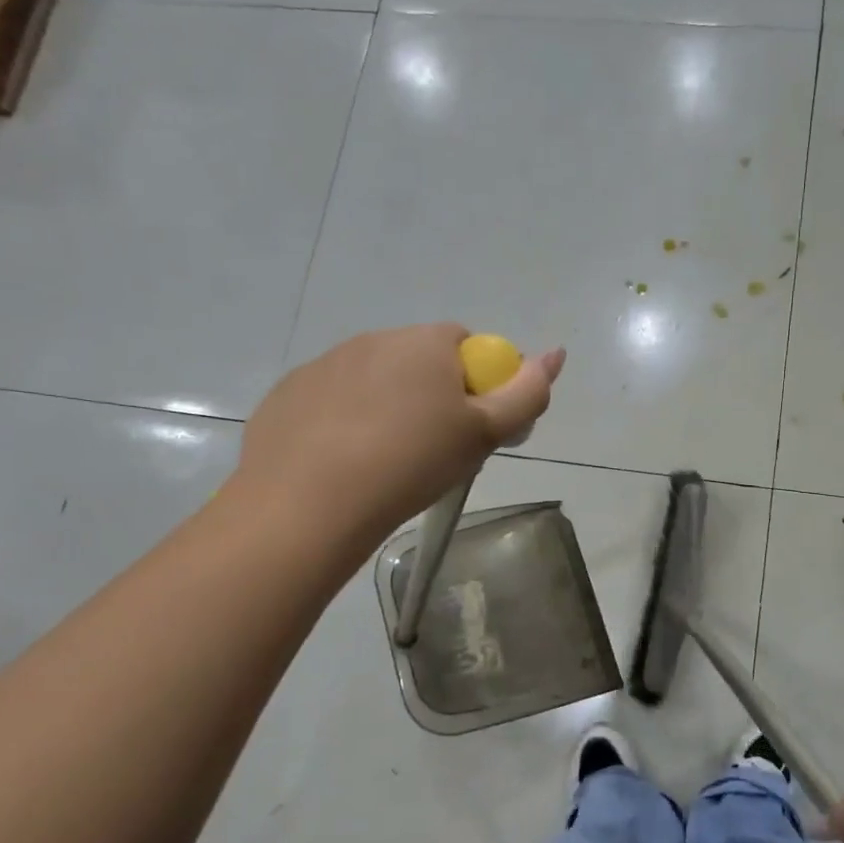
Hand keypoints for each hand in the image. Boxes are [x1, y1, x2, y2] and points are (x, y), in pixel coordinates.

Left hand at [232, 324, 564, 539]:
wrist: (308, 503)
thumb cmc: (411, 462)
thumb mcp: (484, 434)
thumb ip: (527, 393)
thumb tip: (555, 354)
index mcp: (425, 342)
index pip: (466, 346)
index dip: (477, 385)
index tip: (471, 428)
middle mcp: (374, 339)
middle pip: (419, 361)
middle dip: (432, 395)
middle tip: (433, 450)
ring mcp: (325, 364)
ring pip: (373, 381)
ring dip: (387, 407)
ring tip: (385, 462)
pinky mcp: (288, 394)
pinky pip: (331, 401)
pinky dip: (343, 423)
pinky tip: (342, 463)